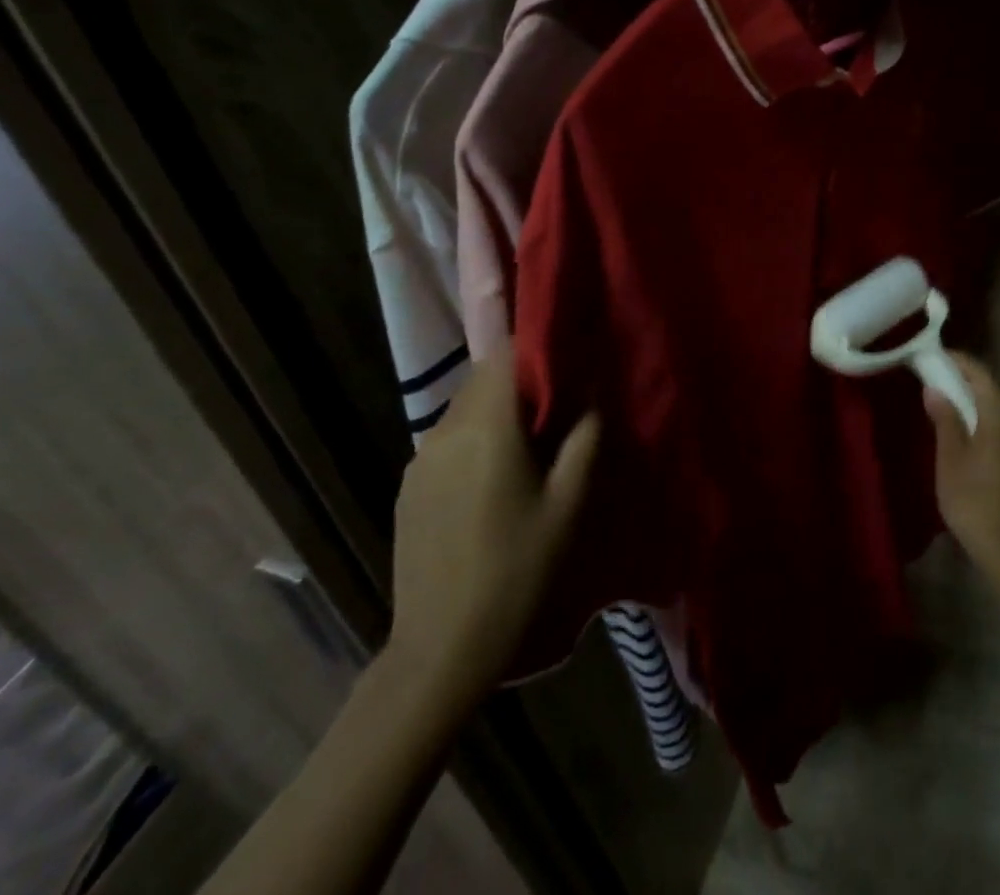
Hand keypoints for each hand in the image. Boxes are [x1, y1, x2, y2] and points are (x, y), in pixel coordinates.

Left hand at [385, 349, 598, 718]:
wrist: (441, 651)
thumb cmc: (518, 572)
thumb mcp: (570, 503)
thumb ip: (586, 435)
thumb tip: (590, 389)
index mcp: (486, 428)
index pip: (507, 354)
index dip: (539, 347)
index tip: (571, 361)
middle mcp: (444, 431)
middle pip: (485, 378)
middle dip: (523, 380)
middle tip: (561, 407)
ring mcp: (419, 460)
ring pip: (467, 408)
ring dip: (500, 410)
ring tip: (533, 446)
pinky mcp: (409, 487)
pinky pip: (450, 440)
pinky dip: (477, 439)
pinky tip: (496, 480)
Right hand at [924, 352, 999, 584]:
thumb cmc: (973, 499)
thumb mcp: (950, 457)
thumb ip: (945, 419)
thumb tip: (936, 389)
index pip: (981, 375)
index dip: (959, 361)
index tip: (936, 355)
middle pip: (992, 392)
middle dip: (964, 381)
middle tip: (936, 377)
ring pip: (998, 413)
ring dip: (974, 403)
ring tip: (947, 404)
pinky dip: (983, 423)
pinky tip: (966, 436)